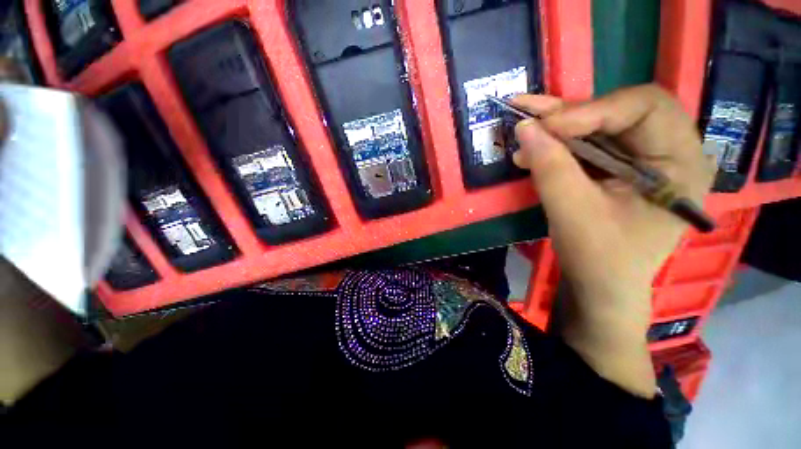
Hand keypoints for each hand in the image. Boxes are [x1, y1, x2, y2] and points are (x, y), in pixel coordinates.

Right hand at [512, 85, 714, 396]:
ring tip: (524, 133)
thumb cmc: (599, 258)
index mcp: (682, 163)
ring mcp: (644, 158)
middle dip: (573, 114)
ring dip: (559, 127)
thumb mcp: (573, 213)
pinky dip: (558, 142)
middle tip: (530, 119)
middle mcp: (670, 151)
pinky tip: (534, 147)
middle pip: (622, 110)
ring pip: (601, 124)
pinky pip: (589, 142)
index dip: (593, 110)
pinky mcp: (619, 167)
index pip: (646, 108)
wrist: (600, 286)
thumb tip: (525, 127)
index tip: (546, 126)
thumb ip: (551, 168)